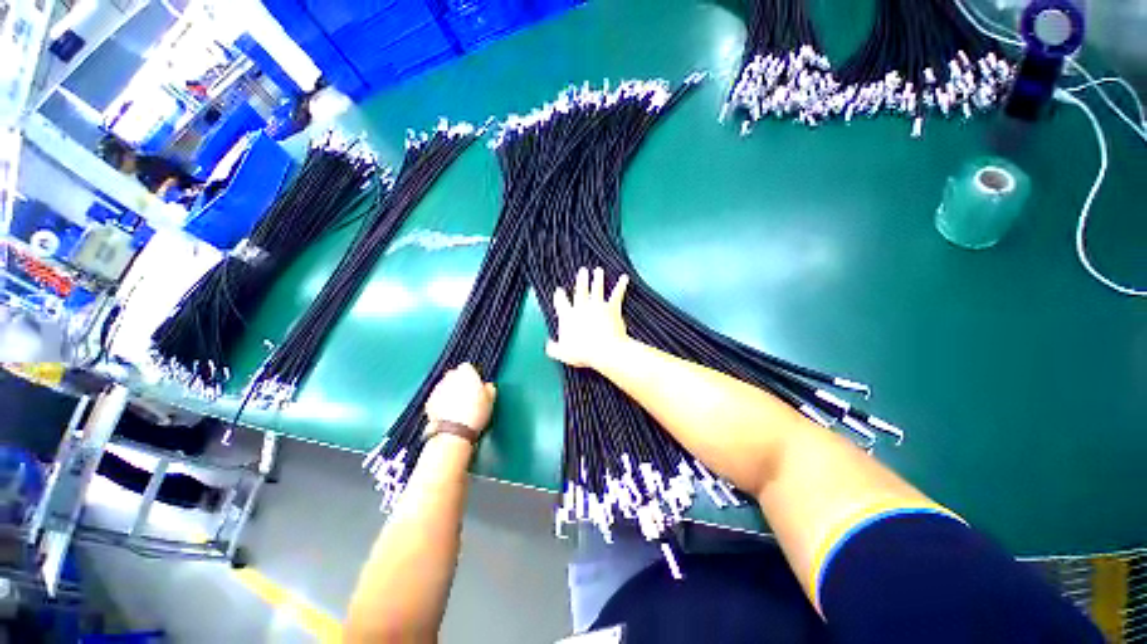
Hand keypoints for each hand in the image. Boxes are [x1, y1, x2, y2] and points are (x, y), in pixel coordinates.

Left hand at [425, 363, 497, 432]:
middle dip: (459, 382)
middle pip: (454, 375)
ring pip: (444, 386)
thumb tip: (488, 386)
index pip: (467, 367)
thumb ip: (489, 388)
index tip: (476, 385)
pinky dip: (441, 402)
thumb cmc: (475, 413)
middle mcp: (450, 377)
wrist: (454, 432)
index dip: (472, 376)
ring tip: (458, 406)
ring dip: (449, 392)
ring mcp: (437, 389)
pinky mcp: (429, 401)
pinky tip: (448, 413)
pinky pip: (437, 398)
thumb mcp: (490, 400)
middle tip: (467, 395)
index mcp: (466, 373)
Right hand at [546, 267, 630, 369]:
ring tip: (598, 271)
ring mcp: (598, 306)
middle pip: (580, 290)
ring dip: (598, 279)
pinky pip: (617, 294)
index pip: (561, 303)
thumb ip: (554, 348)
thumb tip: (549, 346)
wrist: (603, 350)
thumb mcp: (563, 354)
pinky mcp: (612, 308)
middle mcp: (582, 307)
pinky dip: (621, 285)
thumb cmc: (583, 353)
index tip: (559, 290)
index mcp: (568, 317)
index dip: (560, 296)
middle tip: (582, 271)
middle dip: (581, 280)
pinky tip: (624, 278)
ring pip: (597, 288)